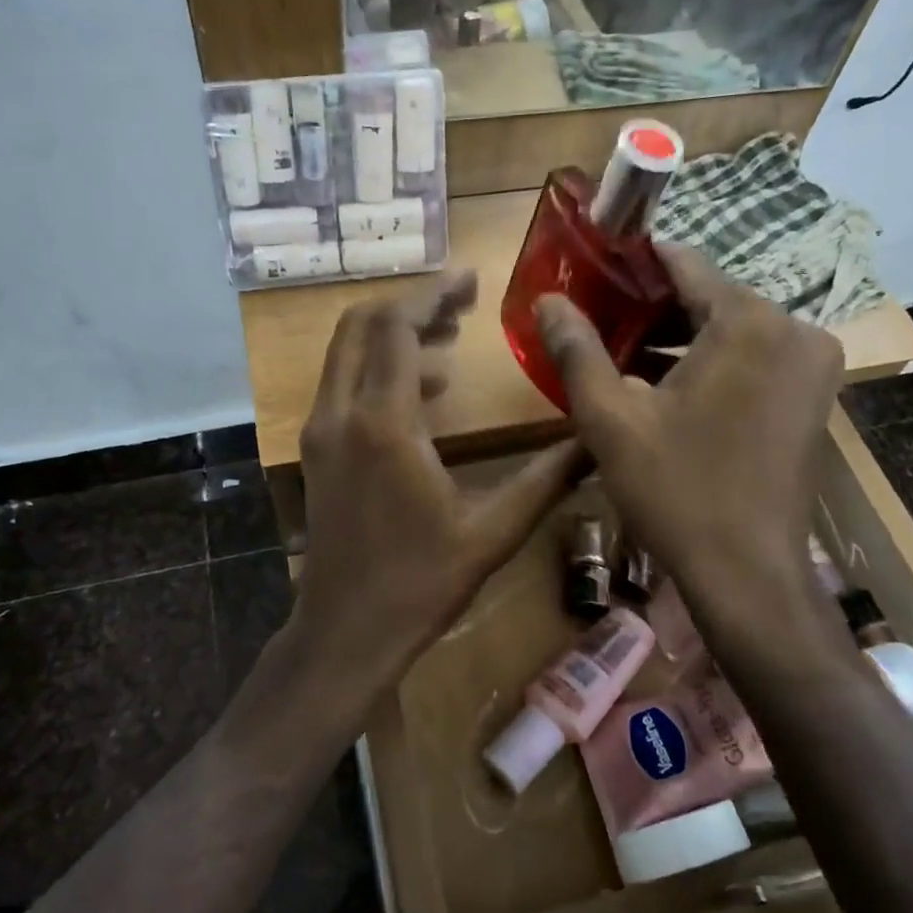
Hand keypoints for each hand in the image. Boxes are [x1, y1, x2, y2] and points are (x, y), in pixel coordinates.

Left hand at [284, 272, 584, 713]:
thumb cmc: (421, 583)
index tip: (472, 281)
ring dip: (394, 336)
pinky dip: (378, 368)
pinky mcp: (316, 450)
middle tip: (462, 305)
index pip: (398, 327)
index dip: (435, 295)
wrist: (347, 631)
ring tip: (451, 344)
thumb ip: (548, 478)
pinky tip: (425, 394)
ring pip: (346, 352)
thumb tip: (596, 439)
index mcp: (383, 423)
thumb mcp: (493, 531)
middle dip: (412, 305)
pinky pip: (343, 383)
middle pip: (361, 325)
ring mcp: (320, 431)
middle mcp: (340, 413)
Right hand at [534, 246, 841, 611]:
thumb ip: (576, 349)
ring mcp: (811, 365)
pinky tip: (663, 386)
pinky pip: (753, 358)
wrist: (748, 574)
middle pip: (708, 296)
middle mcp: (794, 329)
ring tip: (618, 354)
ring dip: (677, 338)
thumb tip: (547, 299)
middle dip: (650, 307)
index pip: (683, 263)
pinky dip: (709, 363)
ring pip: (730, 330)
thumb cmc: (676, 490)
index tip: (590, 270)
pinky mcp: (813, 398)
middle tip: (596, 322)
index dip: (631, 263)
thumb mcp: (610, 418)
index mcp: (749, 321)